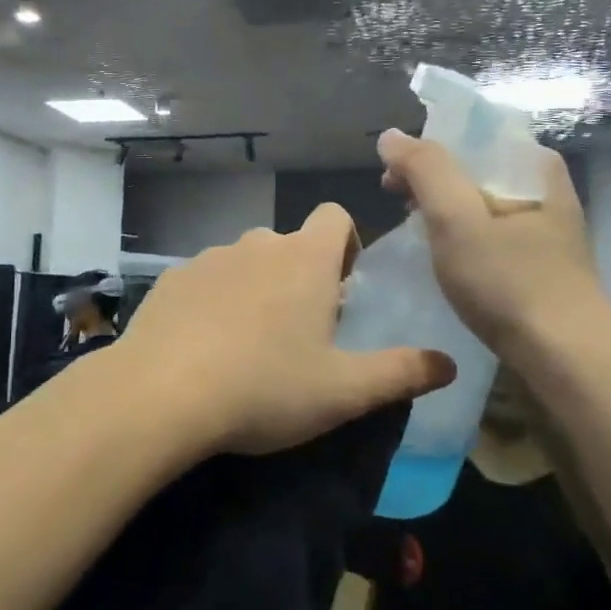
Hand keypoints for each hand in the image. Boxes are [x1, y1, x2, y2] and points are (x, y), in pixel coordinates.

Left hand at [116, 203, 455, 456]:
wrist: (161, 394)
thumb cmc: (264, 387)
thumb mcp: (343, 391)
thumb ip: (401, 373)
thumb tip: (449, 364)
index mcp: (304, 258)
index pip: (335, 216)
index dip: (345, 244)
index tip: (341, 288)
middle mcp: (256, 244)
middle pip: (288, 244)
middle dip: (300, 276)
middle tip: (299, 333)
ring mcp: (208, 258)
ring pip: (244, 262)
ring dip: (255, 289)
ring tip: (249, 346)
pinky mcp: (171, 279)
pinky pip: (204, 281)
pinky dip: (213, 302)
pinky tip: (204, 348)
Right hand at [376, 129, 609, 352]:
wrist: (568, 359)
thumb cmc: (509, 282)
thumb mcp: (457, 218)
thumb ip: (424, 169)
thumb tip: (392, 135)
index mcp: (534, 166)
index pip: (470, 135)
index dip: (425, 148)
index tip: (393, 178)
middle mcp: (545, 189)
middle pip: (474, 168)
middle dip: (429, 181)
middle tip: (397, 205)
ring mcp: (545, 228)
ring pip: (480, 203)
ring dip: (443, 211)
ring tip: (415, 234)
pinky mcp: (540, 263)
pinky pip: (490, 233)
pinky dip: (462, 237)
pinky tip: (446, 259)